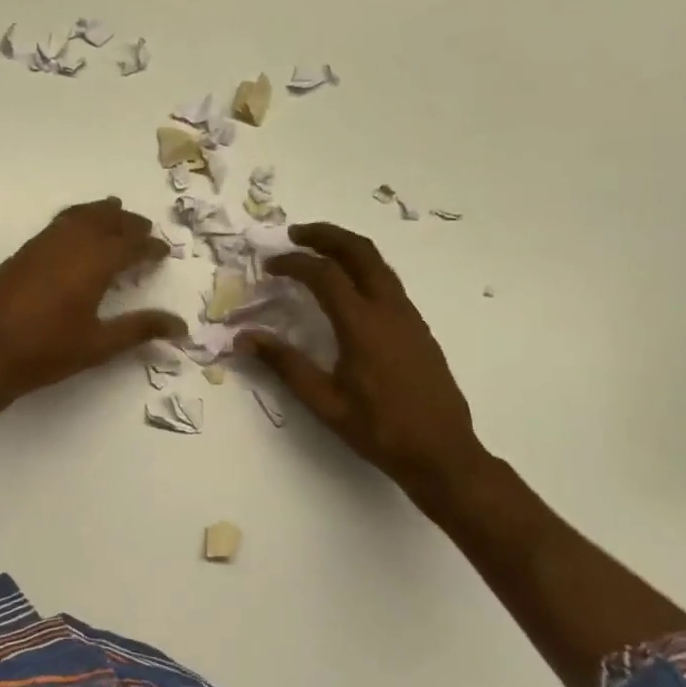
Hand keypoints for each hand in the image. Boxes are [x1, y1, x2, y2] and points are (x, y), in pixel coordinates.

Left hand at [0, 198, 186, 404]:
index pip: (130, 245)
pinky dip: (75, 219)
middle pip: (105, 221)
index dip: (149, 247)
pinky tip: (75, 234)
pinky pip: (56, 224)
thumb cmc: (45, 352)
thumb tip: (180, 326)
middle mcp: (69, 244)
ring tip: (114, 215)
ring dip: (100, 214)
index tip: (163, 252)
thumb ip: (138, 329)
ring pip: (78, 216)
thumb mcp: (98, 345)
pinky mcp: (21, 252)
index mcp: (94, 263)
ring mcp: (41, 244)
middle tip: (144, 229)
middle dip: (127, 223)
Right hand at [243, 222, 483, 493]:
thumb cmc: (378, 429)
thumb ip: (284, 364)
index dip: (293, 263)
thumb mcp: (324, 401)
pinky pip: (388, 283)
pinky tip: (346, 289)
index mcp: (362, 325)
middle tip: (295, 234)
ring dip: (346, 249)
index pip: (324, 275)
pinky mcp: (418, 328)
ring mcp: (409, 317)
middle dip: (326, 235)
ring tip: (317, 252)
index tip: (269, 265)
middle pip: (360, 252)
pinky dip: (362, 269)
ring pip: (378, 264)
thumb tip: (244, 337)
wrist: (442, 452)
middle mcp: (389, 310)